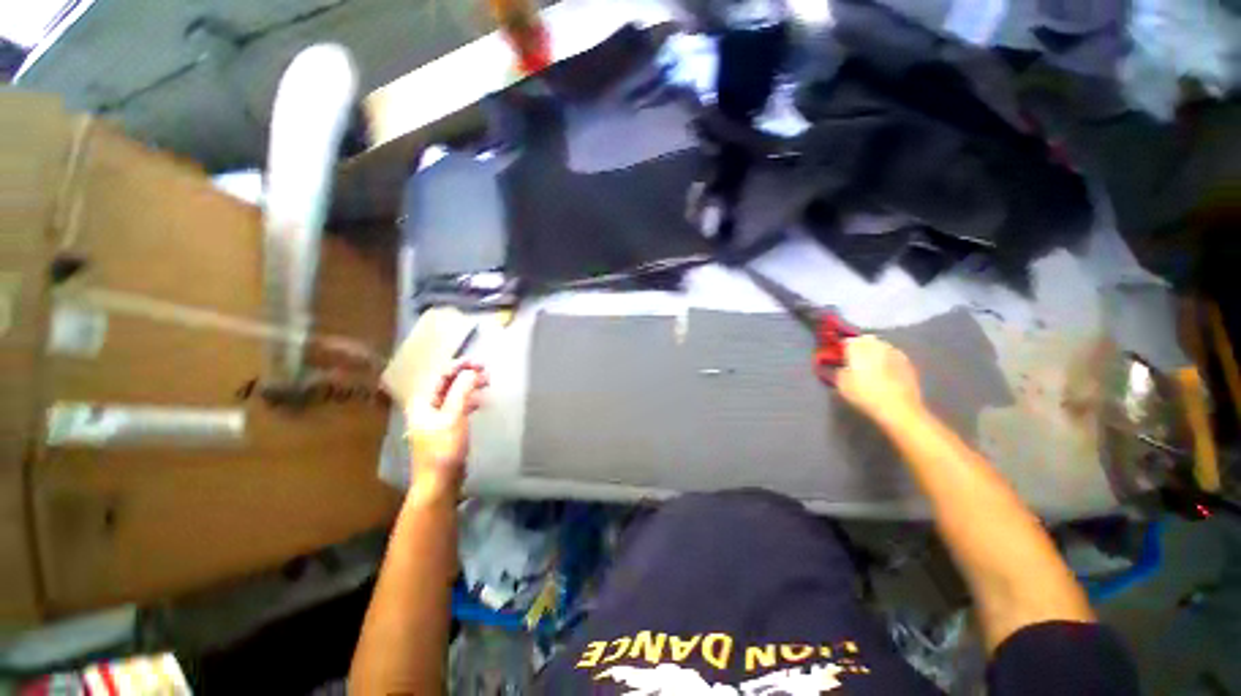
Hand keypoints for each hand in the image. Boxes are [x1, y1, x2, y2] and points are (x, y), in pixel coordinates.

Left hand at [404, 360, 488, 491]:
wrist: (439, 481)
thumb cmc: (444, 448)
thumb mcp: (454, 417)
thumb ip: (462, 391)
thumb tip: (471, 371)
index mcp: (423, 402)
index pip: (441, 375)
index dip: (460, 366)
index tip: (480, 362)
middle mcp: (426, 407)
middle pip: (447, 384)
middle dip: (467, 375)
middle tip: (487, 372)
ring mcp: (435, 418)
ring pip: (454, 395)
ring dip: (470, 387)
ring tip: (487, 383)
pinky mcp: (445, 428)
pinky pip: (458, 406)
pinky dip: (469, 401)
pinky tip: (480, 402)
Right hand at [836, 335, 922, 425]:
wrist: (899, 409)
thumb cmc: (865, 397)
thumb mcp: (842, 386)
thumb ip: (839, 372)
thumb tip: (842, 368)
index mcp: (858, 349)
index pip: (847, 341)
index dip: (843, 348)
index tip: (840, 357)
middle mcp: (877, 346)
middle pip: (866, 340)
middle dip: (860, 347)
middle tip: (855, 359)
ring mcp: (894, 353)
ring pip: (881, 346)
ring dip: (875, 351)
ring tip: (871, 365)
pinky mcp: (908, 362)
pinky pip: (893, 355)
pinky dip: (888, 359)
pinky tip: (886, 371)